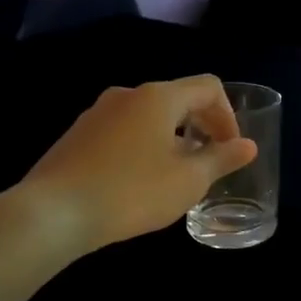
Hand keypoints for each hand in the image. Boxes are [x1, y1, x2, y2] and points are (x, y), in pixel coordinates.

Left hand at [22, 76, 257, 251]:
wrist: (53, 212)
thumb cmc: (131, 192)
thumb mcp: (188, 181)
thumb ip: (221, 159)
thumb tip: (248, 146)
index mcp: (159, 97)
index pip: (208, 88)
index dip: (228, 115)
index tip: (230, 149)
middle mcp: (128, 94)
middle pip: (178, 98)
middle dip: (201, 125)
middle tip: (210, 161)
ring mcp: (98, 112)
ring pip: (149, 115)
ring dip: (172, 137)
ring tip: (176, 174)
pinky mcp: (78, 134)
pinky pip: (124, 130)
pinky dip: (144, 145)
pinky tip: (138, 180)